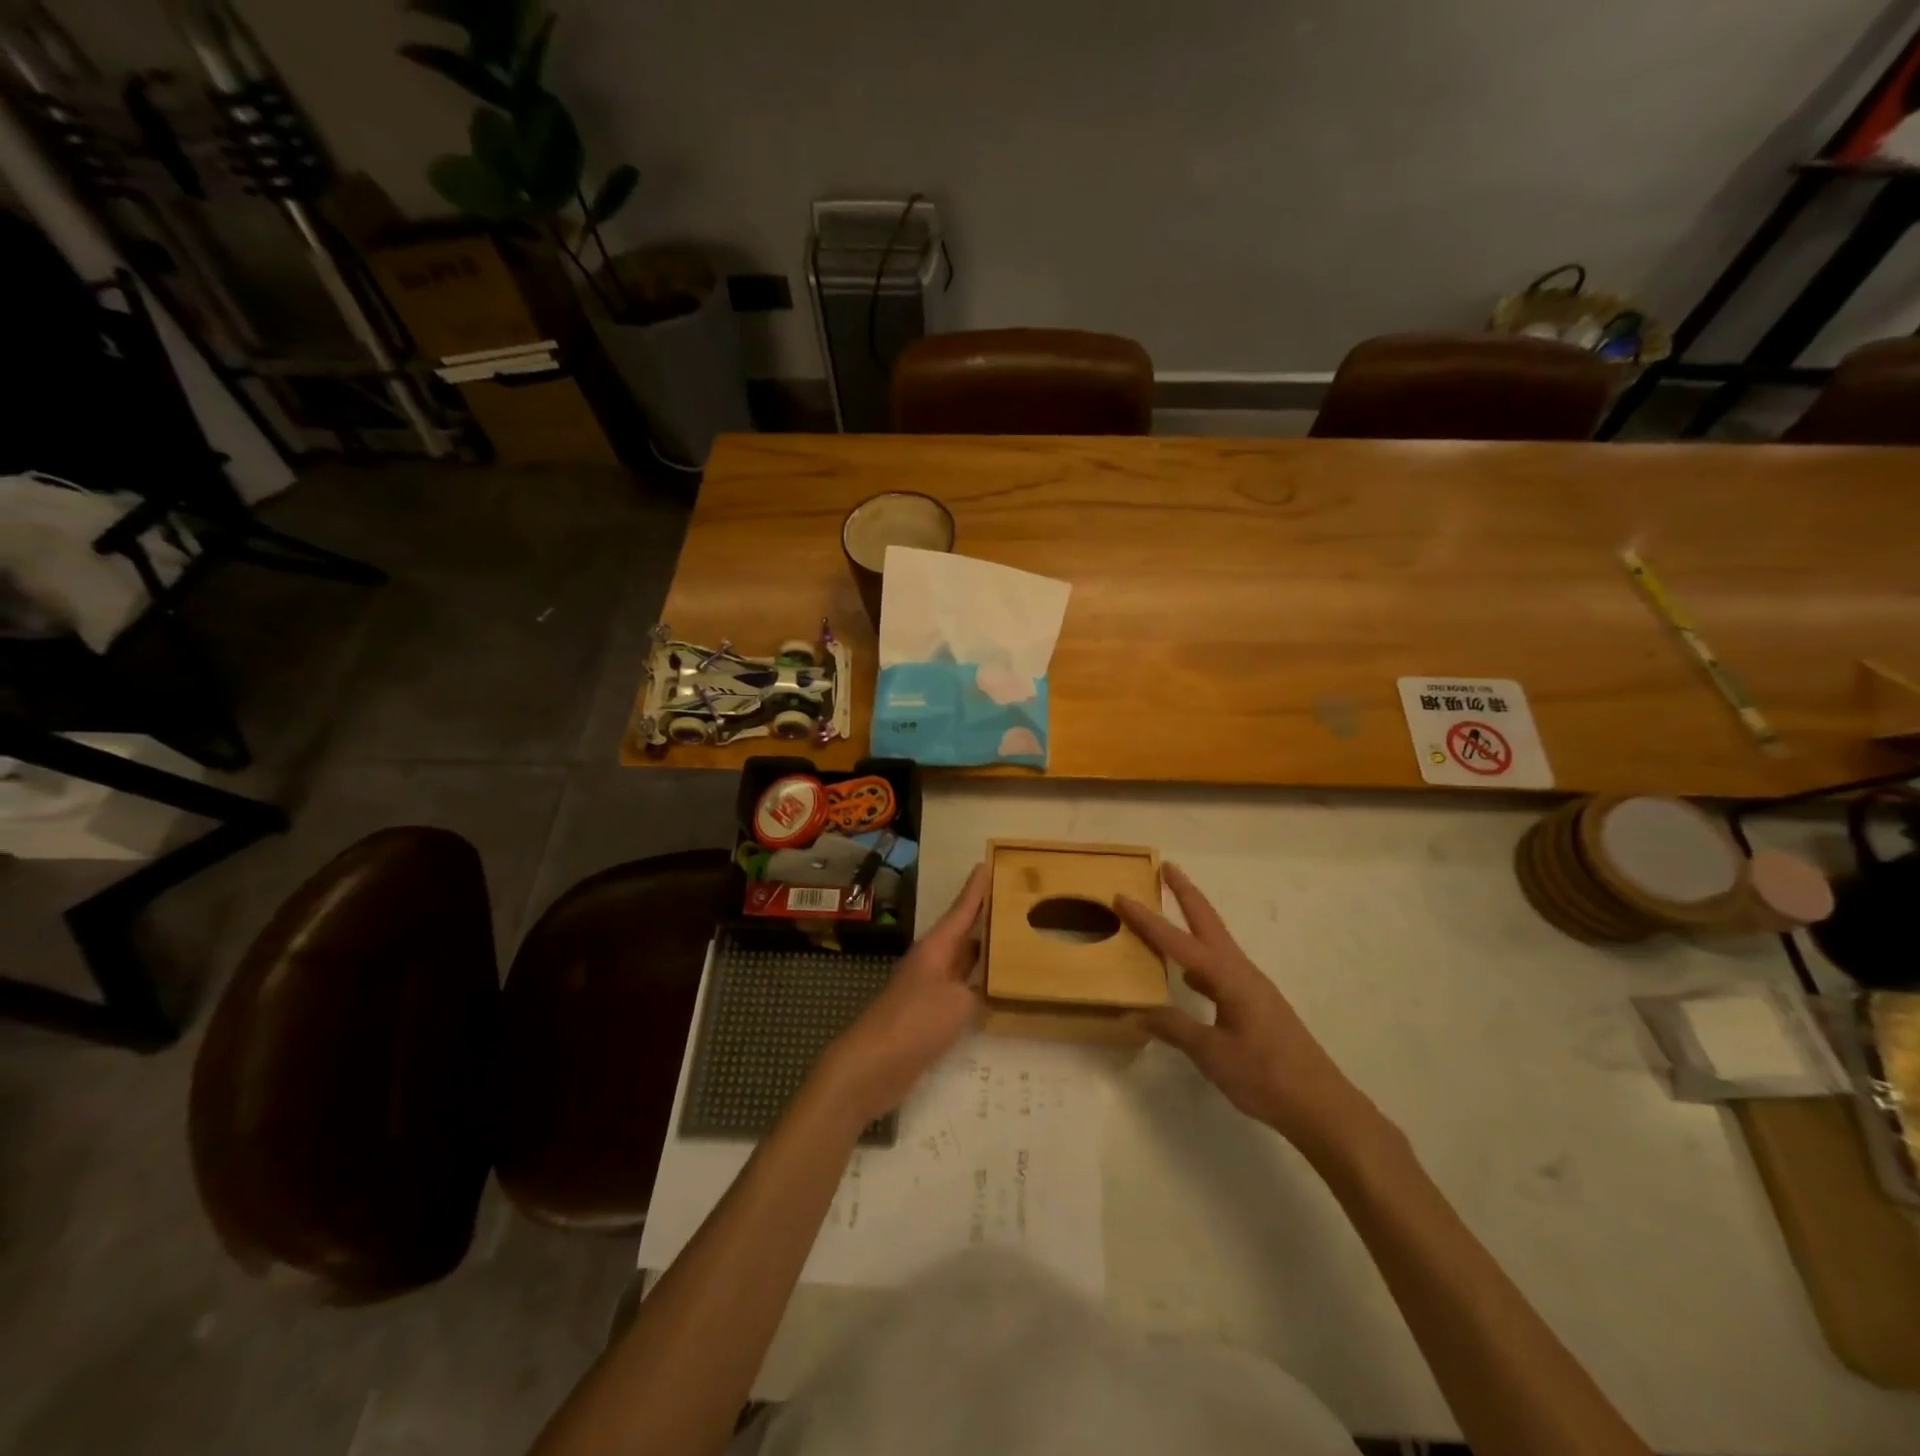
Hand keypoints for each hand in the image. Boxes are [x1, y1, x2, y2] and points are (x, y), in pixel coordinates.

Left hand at [814, 864, 988, 1127]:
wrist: (872, 1064)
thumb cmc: (914, 1022)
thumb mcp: (957, 1003)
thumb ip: (977, 991)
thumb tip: (984, 988)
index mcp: (936, 948)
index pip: (961, 911)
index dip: (975, 890)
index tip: (986, 864)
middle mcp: (932, 962)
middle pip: (962, 934)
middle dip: (985, 919)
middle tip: (1014, 904)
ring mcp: (928, 988)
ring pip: (962, 963)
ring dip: (984, 954)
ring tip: (1015, 944)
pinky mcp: (928, 1014)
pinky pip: (959, 991)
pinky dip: (978, 987)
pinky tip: (996, 993)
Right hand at [1116, 864, 1380, 1158]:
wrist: (1321, 1106)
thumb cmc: (1266, 1076)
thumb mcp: (1212, 1054)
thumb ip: (1174, 1028)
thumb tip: (1136, 1012)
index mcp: (1228, 977)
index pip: (1178, 942)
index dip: (1148, 920)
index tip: (1123, 896)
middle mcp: (1241, 972)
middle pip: (1208, 922)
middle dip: (1186, 894)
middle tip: (1166, 867)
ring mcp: (1251, 988)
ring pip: (1215, 944)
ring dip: (1193, 922)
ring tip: (1170, 911)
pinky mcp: (1256, 1005)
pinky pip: (1219, 968)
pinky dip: (1199, 959)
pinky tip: (1188, 976)